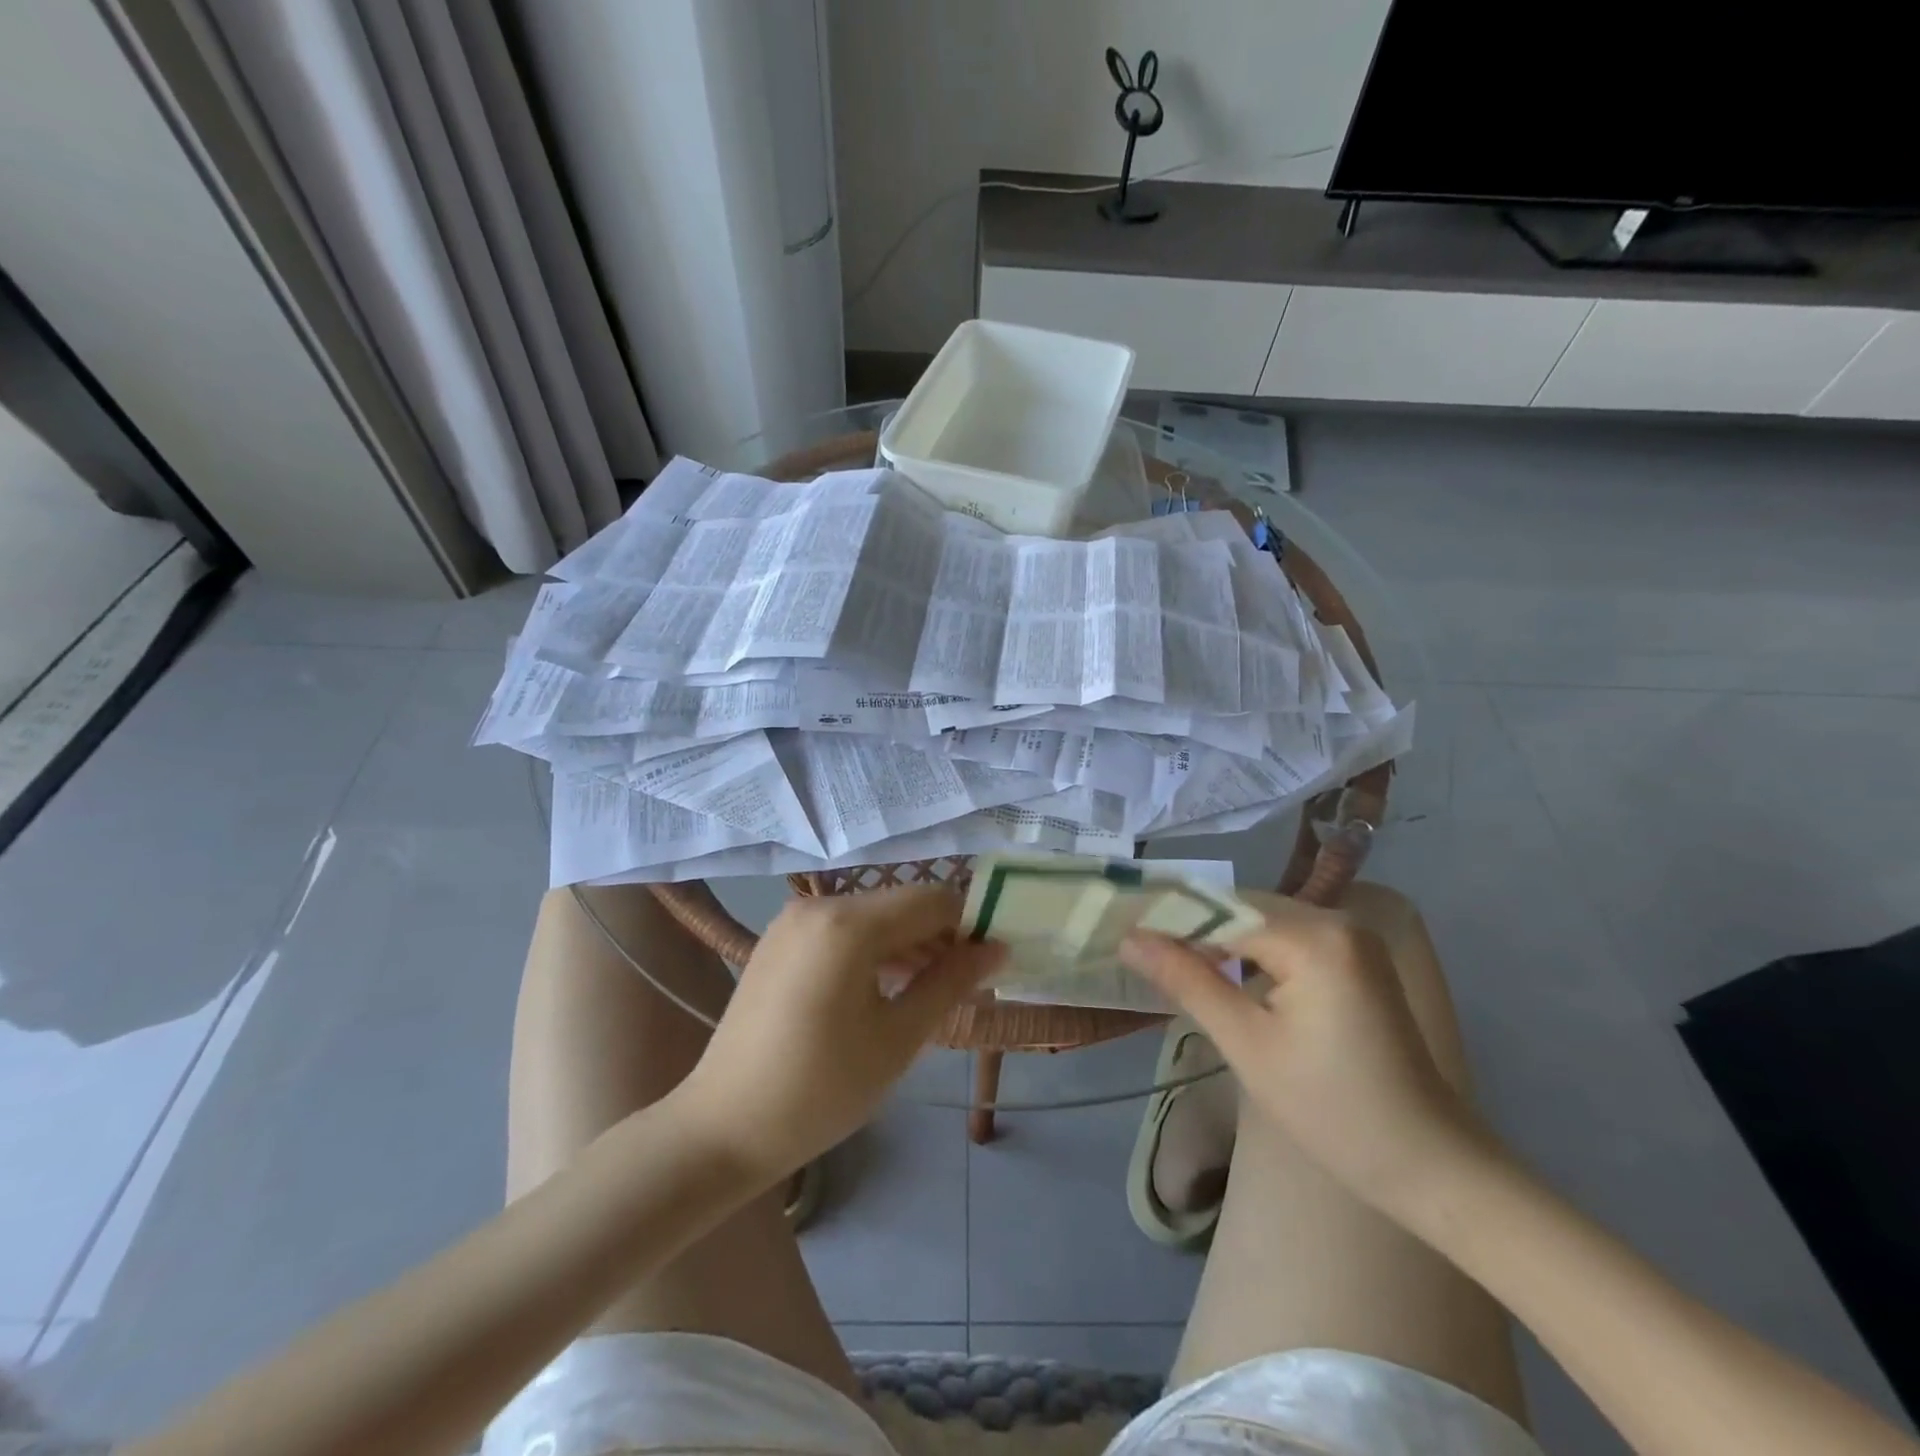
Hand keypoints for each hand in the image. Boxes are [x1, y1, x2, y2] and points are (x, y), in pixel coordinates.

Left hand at [676, 886, 1003, 1184]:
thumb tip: (997, 948)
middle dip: (939, 937)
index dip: (969, 925)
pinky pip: (842, 929)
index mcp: (848, 923)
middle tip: (963, 986)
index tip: (991, 964)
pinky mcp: (779, 939)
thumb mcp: (898, 1038)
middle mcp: (819, 904)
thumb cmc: (821, 1089)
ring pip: (872, 916)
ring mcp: (793, 920)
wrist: (723, 1127)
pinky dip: (872, 950)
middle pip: (901, 905)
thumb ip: (950, 983)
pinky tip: (884, 989)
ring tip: (929, 992)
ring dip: (907, 945)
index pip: (932, 899)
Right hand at [1119, 890, 1493, 1208]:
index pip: (1221, 909)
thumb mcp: (1248, 1045)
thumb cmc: (1333, 1112)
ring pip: (1263, 921)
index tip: (1120, 930)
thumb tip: (1130, 939)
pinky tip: (1220, 972)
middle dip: (1191, 927)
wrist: (1432, 1165)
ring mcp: (1352, 938)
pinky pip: (1287, 939)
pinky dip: (1251, 952)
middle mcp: (1337, 920)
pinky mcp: (1356, 959)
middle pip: (1242, 908)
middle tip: (1137, 948)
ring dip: (1218, 939)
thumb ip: (1187, 981)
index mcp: (1315, 938)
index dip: (1168, 919)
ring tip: (1166, 959)